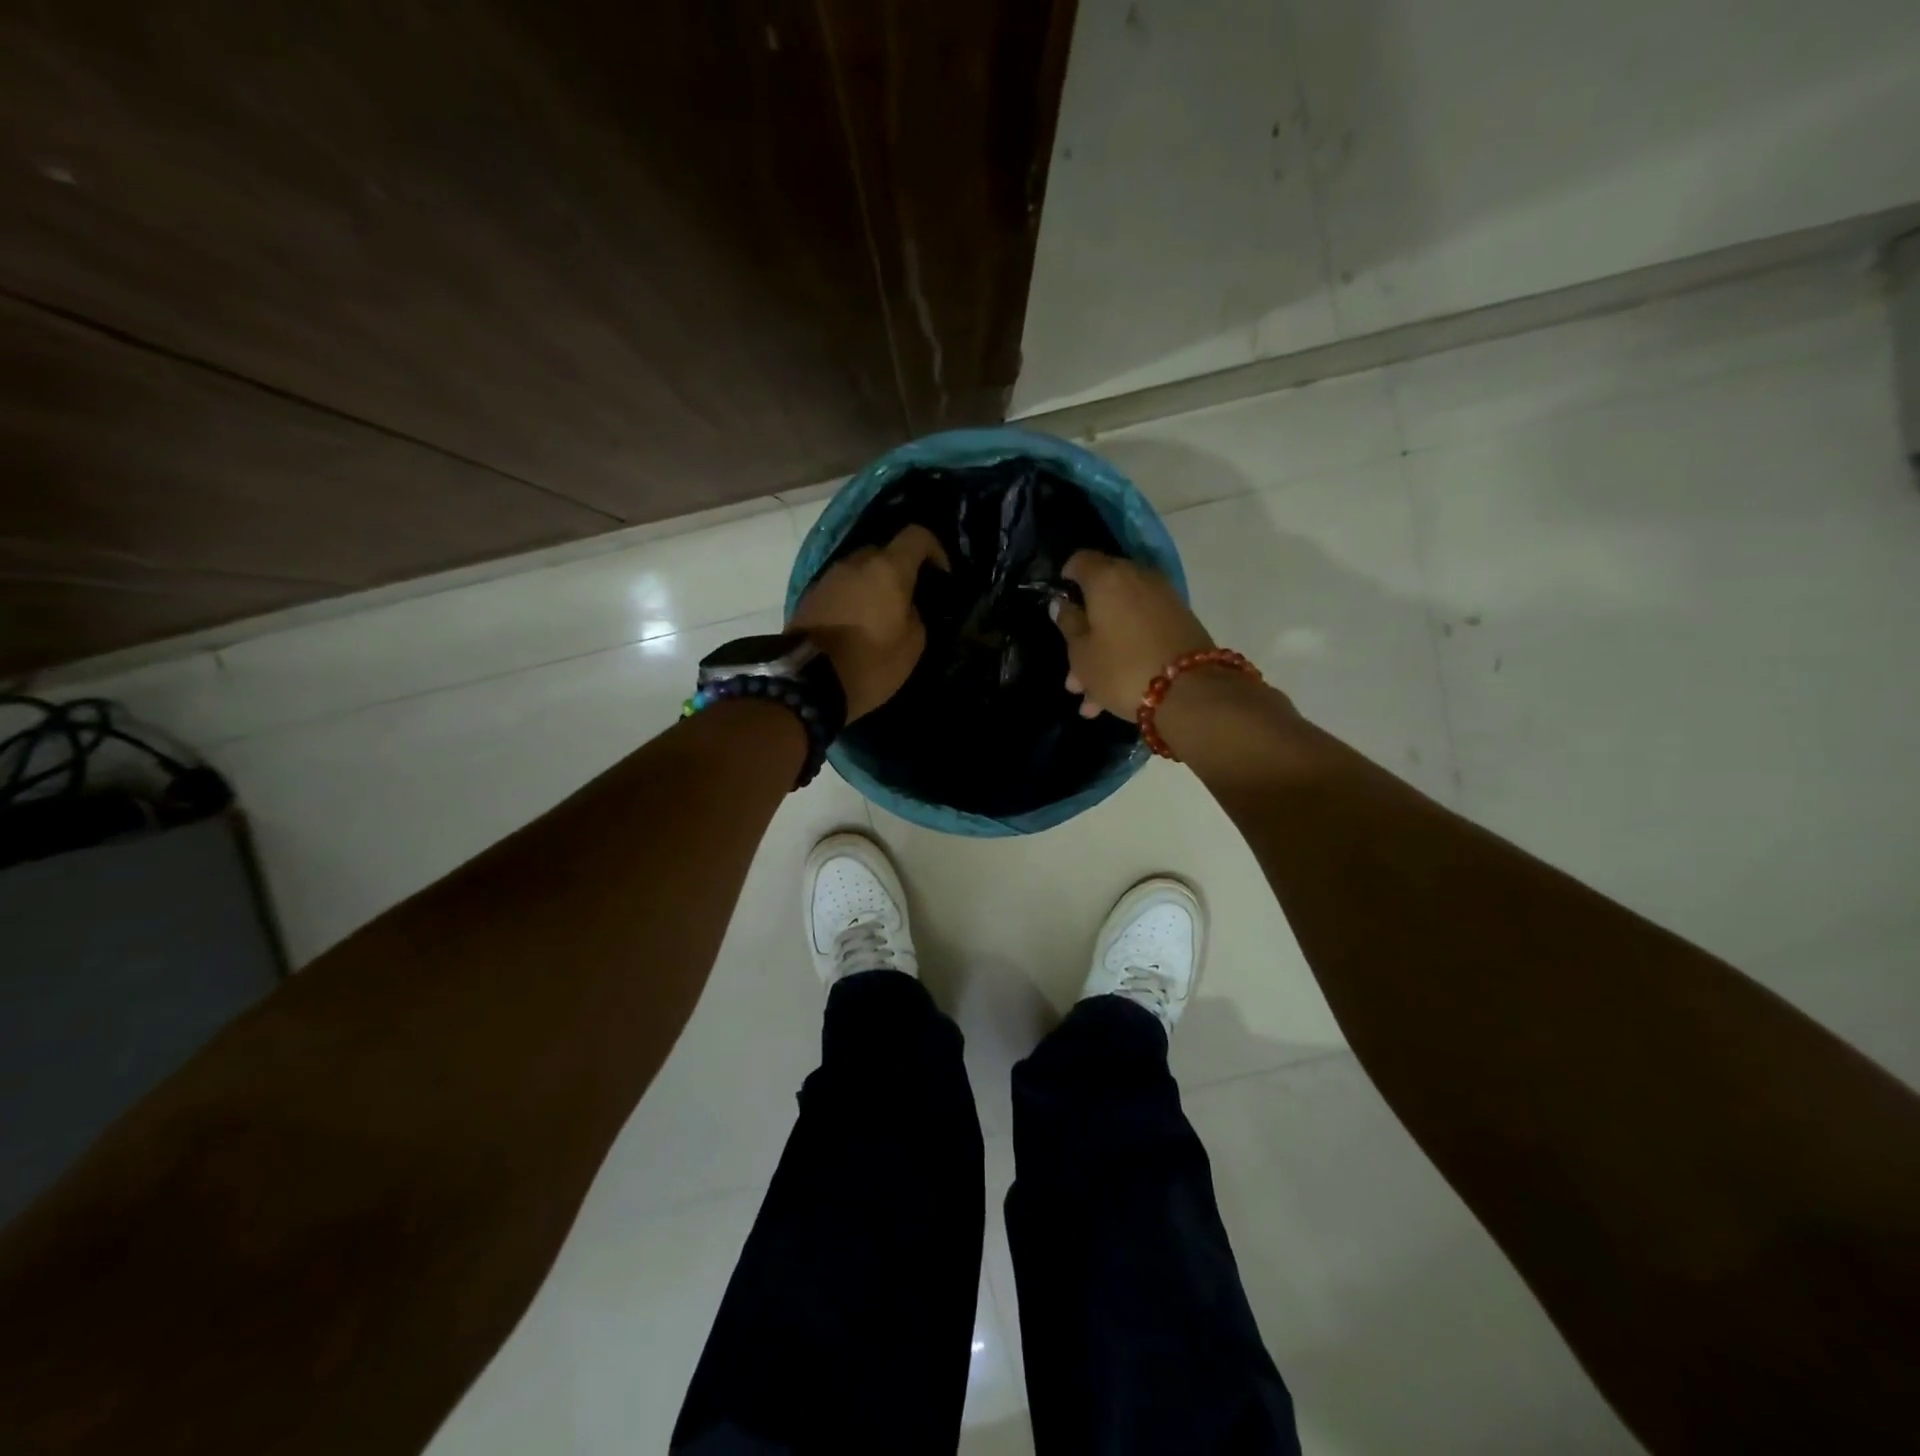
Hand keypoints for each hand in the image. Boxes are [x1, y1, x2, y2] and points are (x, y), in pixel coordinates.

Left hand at [789, 525, 950, 721]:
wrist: (808, 681)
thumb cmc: (870, 662)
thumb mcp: (912, 644)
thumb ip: (916, 614)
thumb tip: (907, 605)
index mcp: (887, 568)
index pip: (917, 536)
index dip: (935, 550)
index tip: (941, 576)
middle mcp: (856, 562)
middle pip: (885, 551)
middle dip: (900, 570)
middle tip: (908, 600)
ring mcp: (829, 576)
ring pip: (860, 570)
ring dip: (874, 585)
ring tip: (881, 616)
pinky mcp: (810, 595)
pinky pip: (842, 587)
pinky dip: (854, 598)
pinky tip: (857, 626)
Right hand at [1051, 550, 1214, 718]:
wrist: (1190, 692)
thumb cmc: (1121, 668)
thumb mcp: (1081, 652)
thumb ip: (1068, 624)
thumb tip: (1061, 603)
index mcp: (1107, 578)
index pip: (1079, 561)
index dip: (1065, 580)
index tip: (1059, 605)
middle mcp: (1138, 578)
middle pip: (1102, 596)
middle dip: (1084, 631)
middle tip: (1071, 668)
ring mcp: (1163, 600)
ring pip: (1121, 621)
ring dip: (1102, 654)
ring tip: (1089, 699)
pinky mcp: (1180, 623)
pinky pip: (1142, 633)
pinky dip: (1125, 656)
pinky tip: (1110, 698)